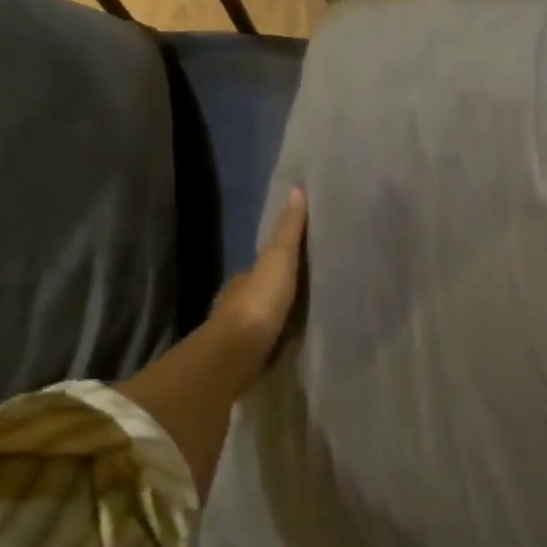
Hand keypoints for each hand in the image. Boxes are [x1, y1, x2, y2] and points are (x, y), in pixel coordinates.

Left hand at [205, 187, 306, 389]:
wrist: (236, 354)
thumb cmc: (258, 303)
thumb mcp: (278, 259)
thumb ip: (288, 231)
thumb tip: (296, 189)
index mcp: (243, 279)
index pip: (263, 265)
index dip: (280, 261)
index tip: (303, 261)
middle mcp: (237, 303)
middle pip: (262, 292)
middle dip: (280, 292)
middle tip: (310, 292)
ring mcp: (239, 333)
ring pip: (263, 319)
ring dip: (278, 318)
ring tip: (306, 318)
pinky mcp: (246, 358)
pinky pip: (266, 343)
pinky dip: (276, 340)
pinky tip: (292, 343)